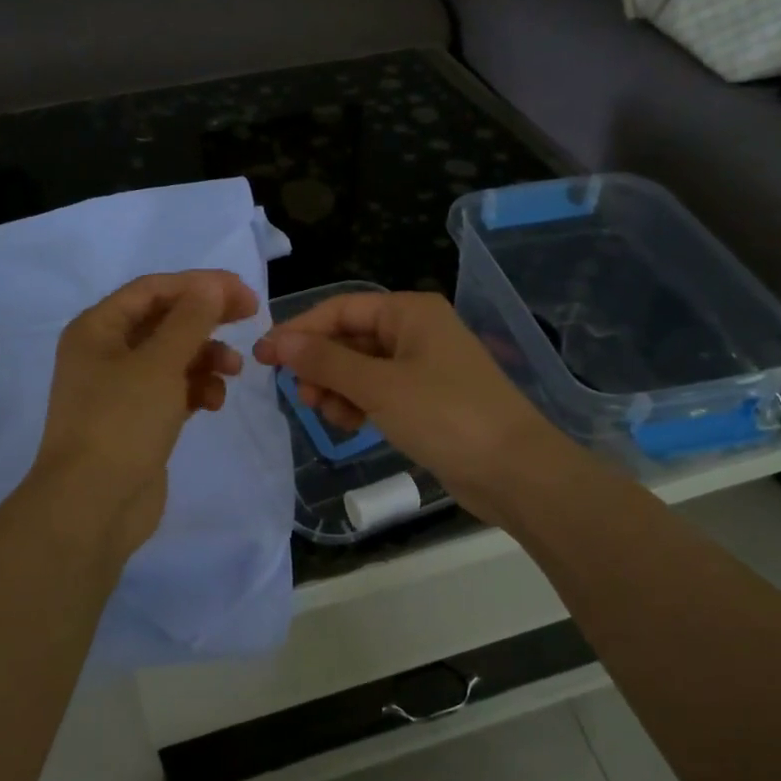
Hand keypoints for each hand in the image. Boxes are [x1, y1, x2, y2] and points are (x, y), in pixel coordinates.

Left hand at [32, 270, 258, 560]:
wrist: (92, 505)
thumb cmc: (121, 423)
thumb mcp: (159, 364)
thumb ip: (190, 321)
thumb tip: (212, 287)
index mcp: (97, 329)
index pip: (152, 290)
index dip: (198, 285)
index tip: (243, 292)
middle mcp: (105, 354)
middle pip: (164, 322)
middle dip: (207, 320)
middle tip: (250, 317)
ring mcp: (121, 391)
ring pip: (173, 359)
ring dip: (205, 358)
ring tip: (234, 371)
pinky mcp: (138, 422)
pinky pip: (173, 392)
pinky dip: (196, 390)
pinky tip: (213, 402)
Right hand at [254, 290, 566, 526]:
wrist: (514, 470)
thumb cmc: (446, 415)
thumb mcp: (379, 386)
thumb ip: (326, 361)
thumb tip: (278, 340)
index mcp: (409, 312)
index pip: (340, 309)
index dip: (300, 331)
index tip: (265, 357)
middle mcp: (416, 332)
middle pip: (350, 338)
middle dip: (320, 365)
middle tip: (300, 396)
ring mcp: (423, 368)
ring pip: (361, 369)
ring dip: (337, 388)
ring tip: (328, 415)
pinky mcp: (427, 401)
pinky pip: (379, 393)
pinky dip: (360, 405)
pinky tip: (351, 424)